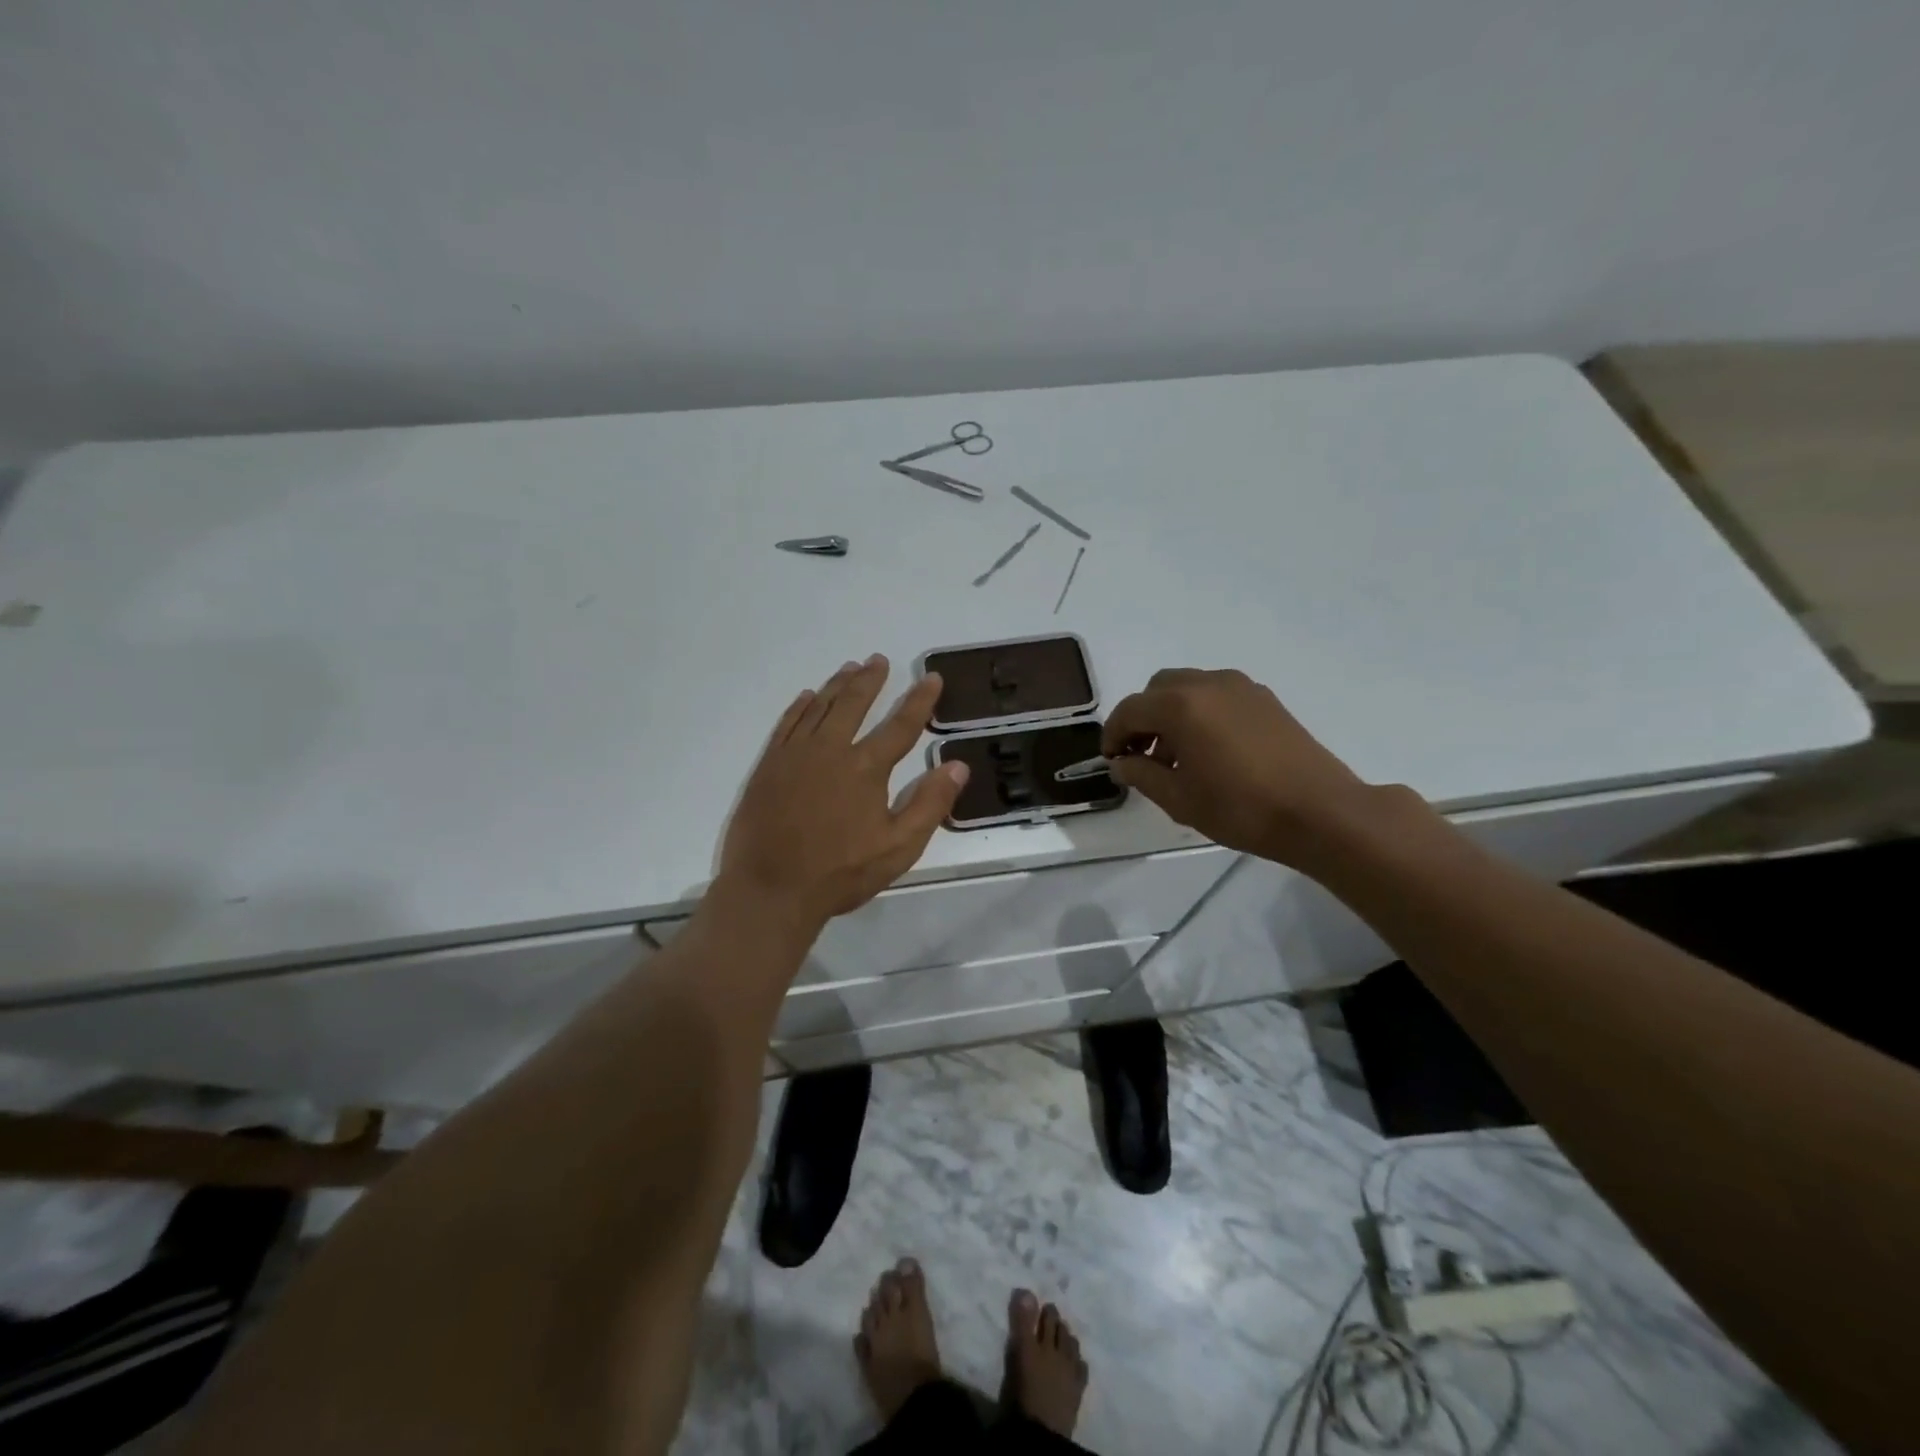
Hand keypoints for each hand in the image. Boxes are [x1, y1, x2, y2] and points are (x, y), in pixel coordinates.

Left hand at [717, 655, 969, 928]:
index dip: (919, 700)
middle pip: (853, 704)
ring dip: (837, 685)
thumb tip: (957, 765)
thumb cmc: (840, 872)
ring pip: (819, 707)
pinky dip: (800, 707)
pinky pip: (787, 724)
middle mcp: (830, 750)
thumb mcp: (899, 847)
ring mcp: (795, 755)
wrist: (771, 889)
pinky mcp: (769, 766)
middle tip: (879, 660)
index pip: (900, 725)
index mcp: (866, 768)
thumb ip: (930, 804)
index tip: (930, 677)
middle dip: (870, 680)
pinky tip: (808, 697)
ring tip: (850, 668)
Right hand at [1102, 668, 1374, 865]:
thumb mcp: (1179, 799)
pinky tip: (1210, 750)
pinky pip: (1217, 695)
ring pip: (1189, 687)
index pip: (1130, 709)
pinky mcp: (1265, 699)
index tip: (1111, 760)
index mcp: (1181, 705)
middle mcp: (1209, 684)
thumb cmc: (1241, 807)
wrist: (1320, 812)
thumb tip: (1121, 763)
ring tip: (1177, 756)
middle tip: (1141, 754)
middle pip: (1158, 689)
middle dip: (1142, 718)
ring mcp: (1241, 687)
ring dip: (1171, 713)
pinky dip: (1200, 712)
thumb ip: (1141, 774)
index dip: (1113, 734)